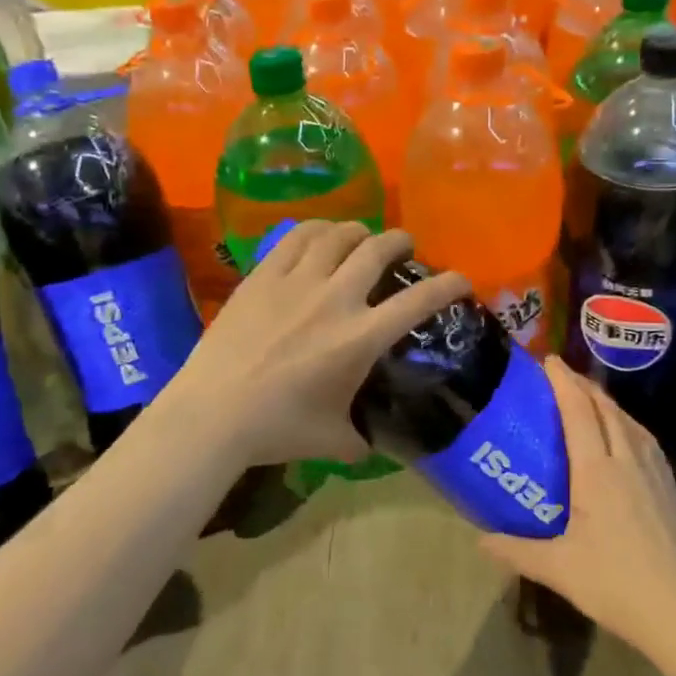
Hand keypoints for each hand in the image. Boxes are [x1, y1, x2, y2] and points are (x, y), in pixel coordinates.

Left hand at [166, 222, 470, 468]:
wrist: (212, 413)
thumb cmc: (277, 429)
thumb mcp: (332, 440)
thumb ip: (361, 439)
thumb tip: (373, 444)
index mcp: (360, 338)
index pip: (418, 301)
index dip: (449, 284)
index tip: (462, 279)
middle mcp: (335, 299)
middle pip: (378, 249)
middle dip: (401, 242)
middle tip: (405, 247)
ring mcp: (295, 282)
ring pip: (338, 235)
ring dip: (359, 231)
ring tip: (362, 237)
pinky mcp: (262, 275)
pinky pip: (296, 237)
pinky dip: (318, 230)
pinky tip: (320, 236)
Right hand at [479, 358, 675, 653]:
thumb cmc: (615, 584)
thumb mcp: (558, 568)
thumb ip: (515, 550)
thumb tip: (478, 540)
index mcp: (597, 471)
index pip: (579, 412)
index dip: (563, 382)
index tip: (548, 361)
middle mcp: (627, 460)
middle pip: (605, 408)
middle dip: (583, 385)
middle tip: (560, 375)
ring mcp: (654, 472)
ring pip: (629, 421)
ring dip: (606, 402)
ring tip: (589, 398)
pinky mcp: (670, 487)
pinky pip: (645, 439)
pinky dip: (627, 423)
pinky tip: (623, 435)